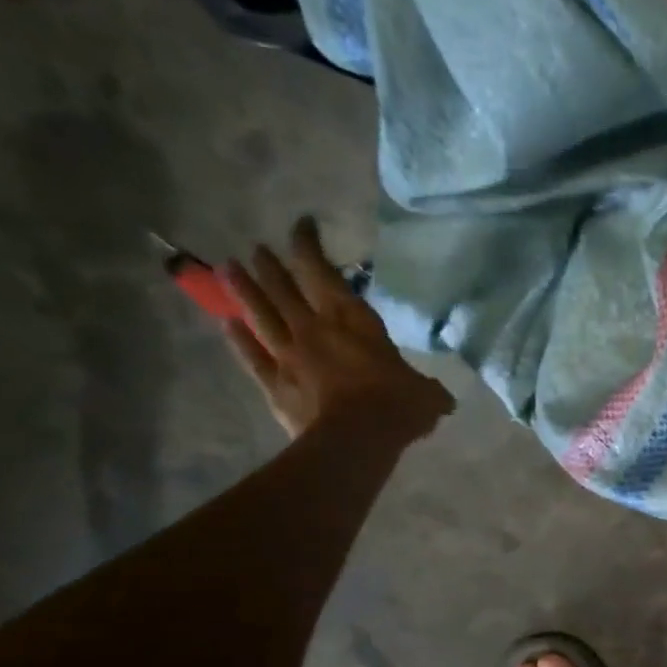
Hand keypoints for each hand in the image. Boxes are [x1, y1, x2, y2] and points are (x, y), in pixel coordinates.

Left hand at [223, 217, 452, 440]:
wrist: (356, 441)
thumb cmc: (396, 406)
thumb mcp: (426, 394)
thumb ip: (426, 388)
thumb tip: (440, 398)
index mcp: (351, 320)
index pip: (323, 272)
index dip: (308, 245)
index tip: (300, 226)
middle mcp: (314, 329)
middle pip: (284, 289)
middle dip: (270, 266)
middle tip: (257, 249)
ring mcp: (288, 356)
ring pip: (260, 315)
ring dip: (244, 291)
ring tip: (227, 268)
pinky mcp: (273, 384)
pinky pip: (252, 356)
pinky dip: (238, 339)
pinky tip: (227, 324)